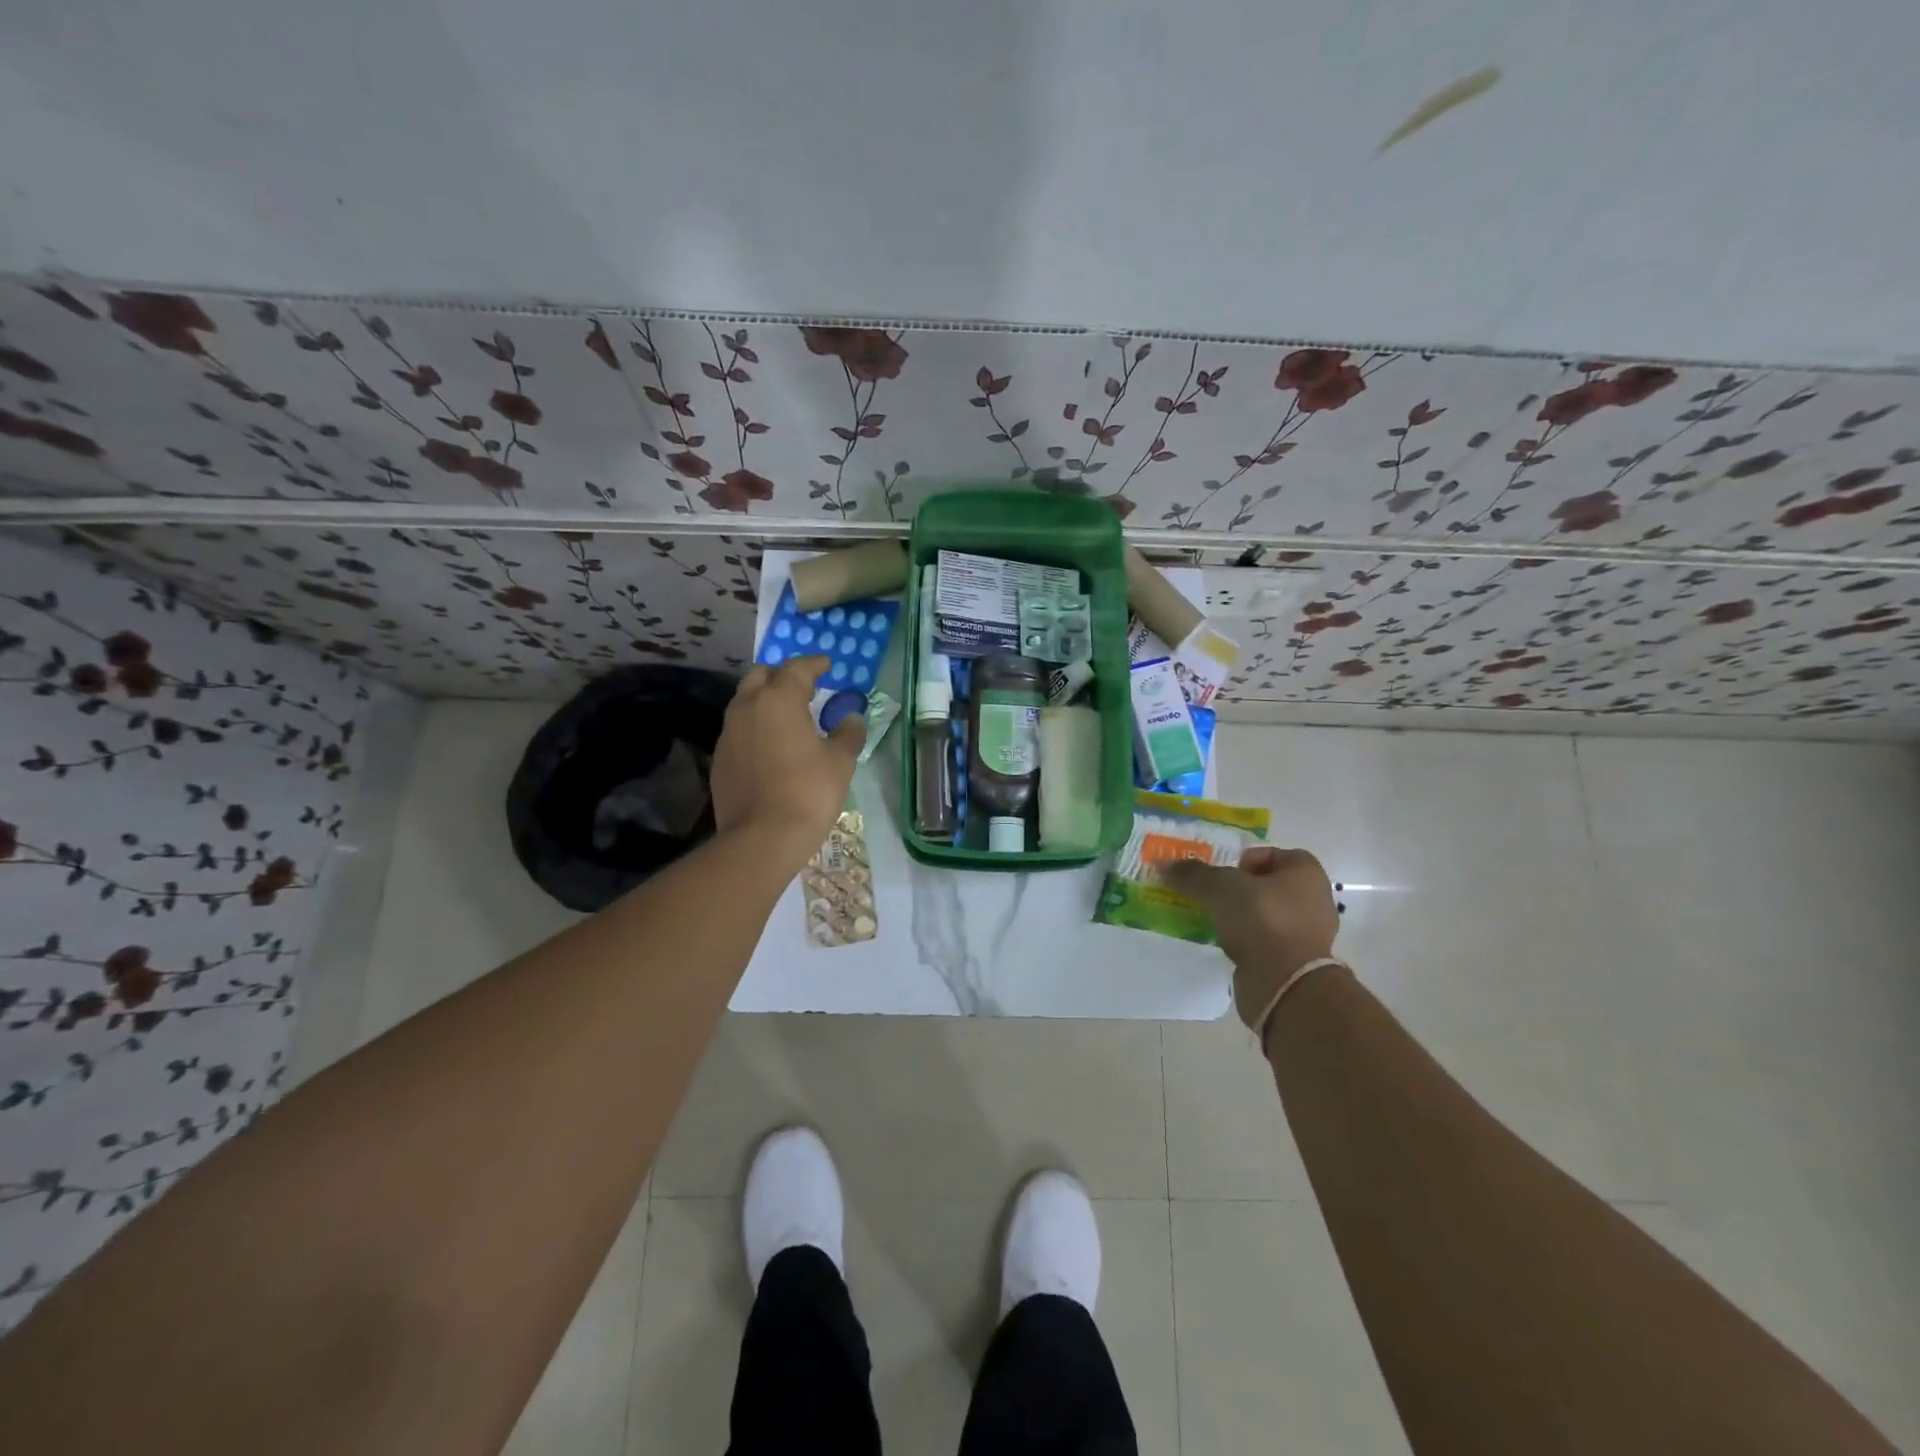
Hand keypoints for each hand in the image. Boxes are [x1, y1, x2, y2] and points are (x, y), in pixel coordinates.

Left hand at [711, 657, 865, 865]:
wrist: (762, 837)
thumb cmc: (808, 792)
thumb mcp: (840, 762)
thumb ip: (848, 734)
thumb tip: (852, 718)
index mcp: (779, 699)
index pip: (796, 668)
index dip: (814, 664)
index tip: (827, 665)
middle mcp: (747, 707)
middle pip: (761, 675)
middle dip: (782, 676)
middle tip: (804, 688)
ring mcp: (728, 733)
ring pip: (745, 702)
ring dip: (765, 700)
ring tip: (787, 716)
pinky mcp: (719, 759)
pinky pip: (738, 730)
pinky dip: (755, 727)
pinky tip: (770, 745)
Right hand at [1163, 847, 1341, 1029]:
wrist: (1285, 984)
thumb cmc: (1261, 920)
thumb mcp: (1220, 887)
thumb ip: (1193, 874)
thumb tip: (1163, 864)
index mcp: (1305, 872)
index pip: (1269, 854)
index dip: (1241, 860)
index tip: (1219, 876)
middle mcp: (1313, 899)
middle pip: (1264, 884)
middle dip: (1235, 889)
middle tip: (1209, 896)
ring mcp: (1307, 933)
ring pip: (1263, 914)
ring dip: (1238, 916)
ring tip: (1212, 920)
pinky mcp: (1295, 961)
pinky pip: (1264, 940)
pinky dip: (1245, 941)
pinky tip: (1225, 944)